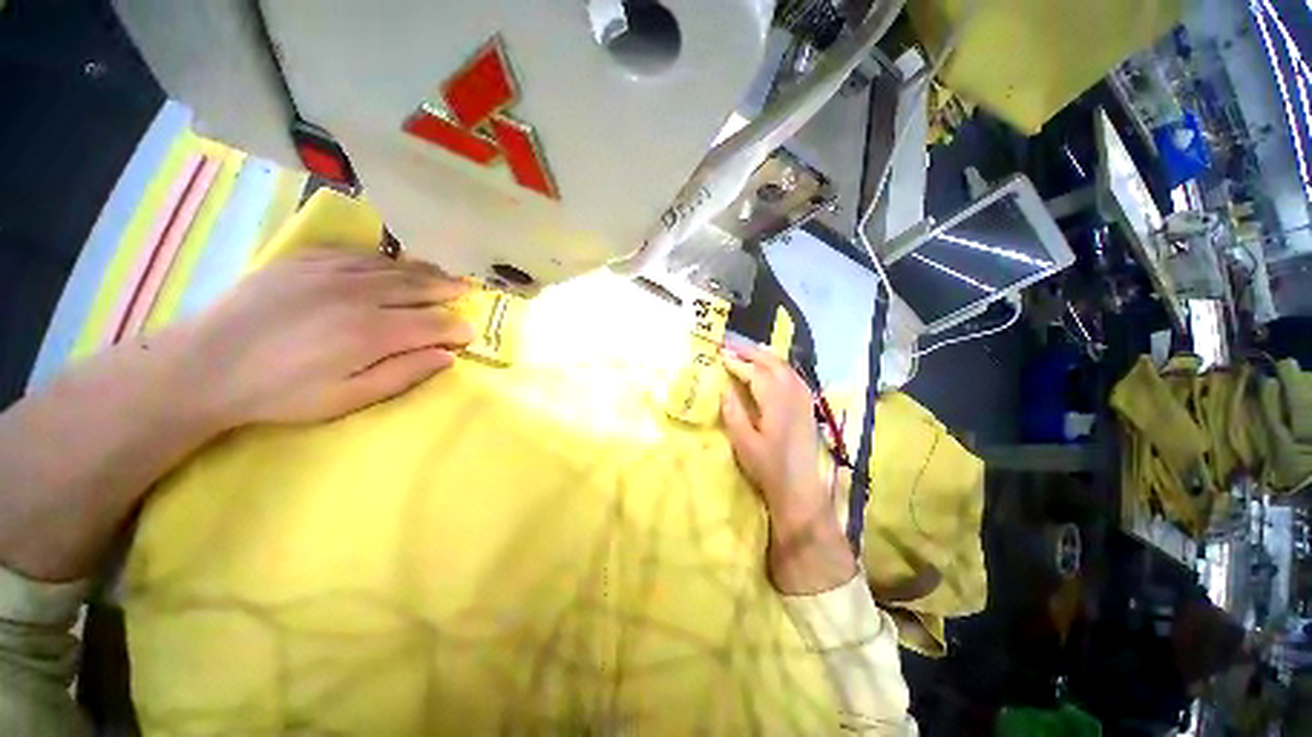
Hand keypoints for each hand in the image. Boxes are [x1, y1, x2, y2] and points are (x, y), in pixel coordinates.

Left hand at [177, 248, 473, 428]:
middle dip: (449, 290)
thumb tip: (447, 357)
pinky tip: (395, 264)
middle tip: (469, 291)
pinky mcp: (305, 260)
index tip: (470, 333)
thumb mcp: (347, 399)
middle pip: (419, 286)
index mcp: (372, 332)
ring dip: (424, 271)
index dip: (457, 328)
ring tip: (444, 275)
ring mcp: (330, 271)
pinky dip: (386, 259)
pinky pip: (358, 253)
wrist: (207, 364)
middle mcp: (358, 294)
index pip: (434, 324)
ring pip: (393, 266)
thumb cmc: (281, 392)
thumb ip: (403, 375)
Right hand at [720, 343, 827, 527]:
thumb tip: (724, 387)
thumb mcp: (743, 442)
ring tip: (746, 351)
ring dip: (765, 355)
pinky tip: (770, 367)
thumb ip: (733, 412)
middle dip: (751, 351)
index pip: (755, 373)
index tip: (720, 354)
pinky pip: (792, 375)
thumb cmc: (768, 467)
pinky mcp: (806, 405)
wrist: (800, 488)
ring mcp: (803, 398)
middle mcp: (793, 394)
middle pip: (772, 363)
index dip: (737, 362)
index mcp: (776, 402)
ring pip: (784, 366)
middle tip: (730, 344)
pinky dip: (778, 365)